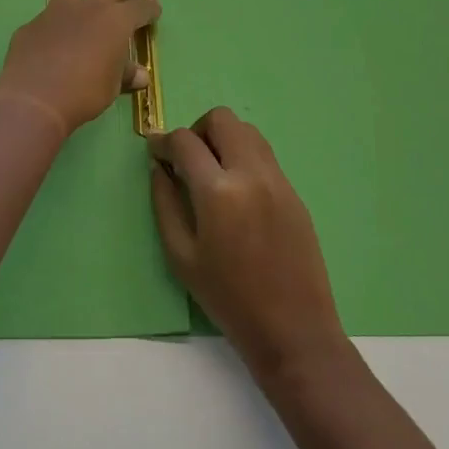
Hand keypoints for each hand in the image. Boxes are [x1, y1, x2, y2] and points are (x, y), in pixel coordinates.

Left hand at [0, 0, 159, 135]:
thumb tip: (140, 75)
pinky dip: (57, 26)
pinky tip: (53, 43)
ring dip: (84, 1)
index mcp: (115, 20)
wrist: (34, 97)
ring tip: (86, 12)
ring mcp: (56, 13)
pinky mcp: (32, 25)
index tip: (155, 8)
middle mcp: (88, 8)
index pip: (140, 8)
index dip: (149, 8)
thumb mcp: (111, 87)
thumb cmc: (84, 92)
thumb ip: (124, 75)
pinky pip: (49, 19)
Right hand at [149, 108, 347, 376]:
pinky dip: (244, 156)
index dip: (163, 141)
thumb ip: (165, 203)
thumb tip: (159, 167)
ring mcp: (278, 179)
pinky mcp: (294, 191)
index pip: (185, 141)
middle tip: (187, 160)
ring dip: (224, 138)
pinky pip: (265, 154)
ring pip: (247, 130)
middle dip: (197, 131)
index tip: (155, 151)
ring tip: (212, 172)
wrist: (293, 329)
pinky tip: (236, 191)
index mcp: (218, 191)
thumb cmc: (228, 298)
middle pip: (222, 119)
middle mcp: (251, 173)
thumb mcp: (181, 256)